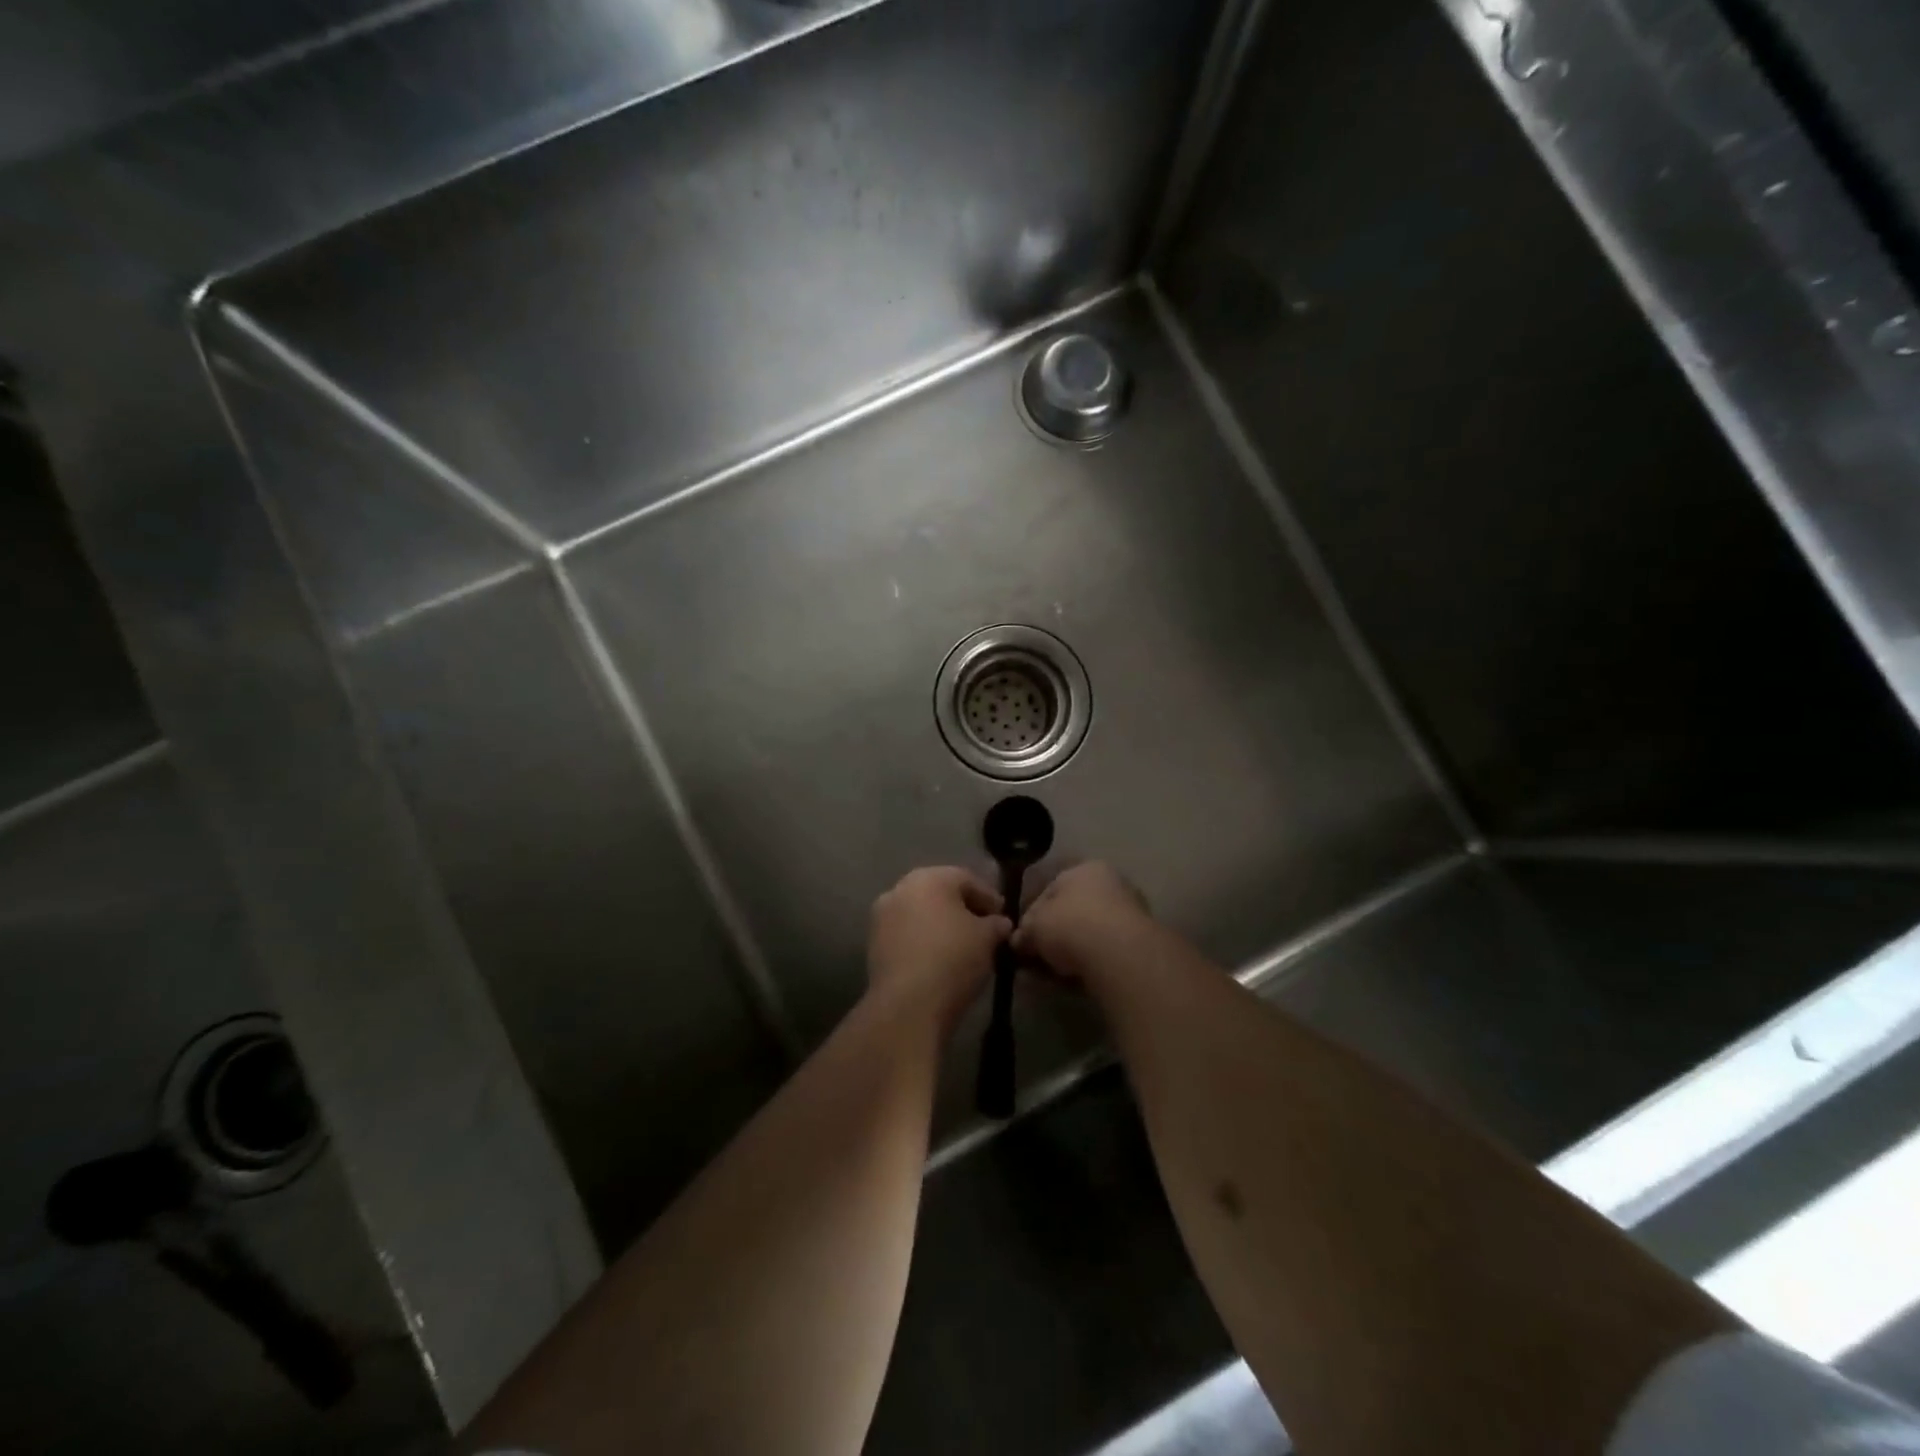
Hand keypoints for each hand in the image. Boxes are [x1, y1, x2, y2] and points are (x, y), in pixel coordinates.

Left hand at [867, 867, 1010, 1032]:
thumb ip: (996, 924)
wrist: (907, 1004)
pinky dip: (923, 941)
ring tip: (963, 947)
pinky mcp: (873, 944)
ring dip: (941, 925)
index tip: (1003, 917)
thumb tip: (999, 923)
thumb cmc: (953, 959)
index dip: (989, 898)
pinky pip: (906, 934)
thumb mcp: (987, 938)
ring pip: (920, 914)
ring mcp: (882, 916)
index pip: (967, 880)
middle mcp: (900, 888)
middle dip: (963, 909)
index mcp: (930, 877)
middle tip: (984, 929)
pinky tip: (939, 959)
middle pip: (940, 894)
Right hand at [1012, 862, 1153, 981]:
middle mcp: (1111, 883)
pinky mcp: (1140, 942)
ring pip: (1090, 932)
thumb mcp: (1033, 927)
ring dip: (1073, 950)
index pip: (1050, 889)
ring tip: (1054, 972)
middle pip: (1072, 910)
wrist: (1119, 955)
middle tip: (1037, 956)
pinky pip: (1105, 951)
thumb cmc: (1070, 925)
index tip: (1022, 938)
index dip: (1031, 914)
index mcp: (1085, 869)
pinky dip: (1091, 962)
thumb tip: (1018, 942)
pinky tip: (1076, 978)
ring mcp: (1129, 913)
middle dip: (1054, 934)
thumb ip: (1023, 932)